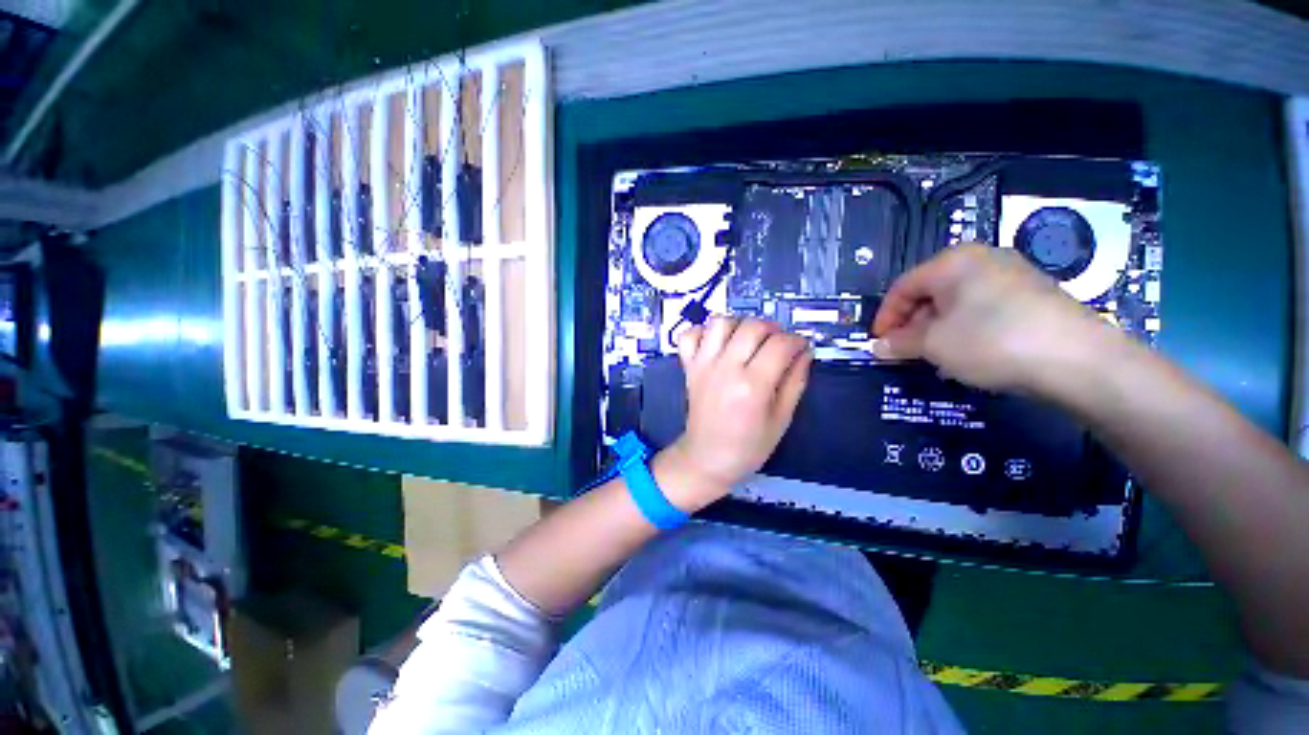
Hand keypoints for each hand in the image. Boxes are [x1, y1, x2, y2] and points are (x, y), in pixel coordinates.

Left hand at [654, 317, 812, 511]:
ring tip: (748, 341)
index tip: (801, 348)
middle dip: (773, 329)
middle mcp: (726, 368)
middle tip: (778, 345)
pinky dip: (704, 332)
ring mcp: (703, 365)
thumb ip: (795, 382)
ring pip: (721, 322)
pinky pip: (690, 335)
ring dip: (739, 325)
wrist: (707, 458)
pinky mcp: (689, 366)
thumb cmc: (748, 446)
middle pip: (752, 326)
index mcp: (753, 386)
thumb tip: (805, 352)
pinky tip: (718, 345)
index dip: (797, 341)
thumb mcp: (782, 419)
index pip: (781, 344)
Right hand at [872, 244, 1120, 391]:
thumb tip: (877, 347)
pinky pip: (983, 309)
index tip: (878, 343)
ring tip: (934, 356)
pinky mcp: (1033, 295)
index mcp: (952, 262)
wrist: (1078, 359)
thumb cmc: (991, 341)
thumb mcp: (934, 345)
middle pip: (930, 292)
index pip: (903, 287)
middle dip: (912, 324)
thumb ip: (899, 343)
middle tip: (905, 352)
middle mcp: (981, 260)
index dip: (885, 316)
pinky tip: (969, 353)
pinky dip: (965, 329)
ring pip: (956, 302)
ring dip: (937, 330)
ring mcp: (1012, 275)